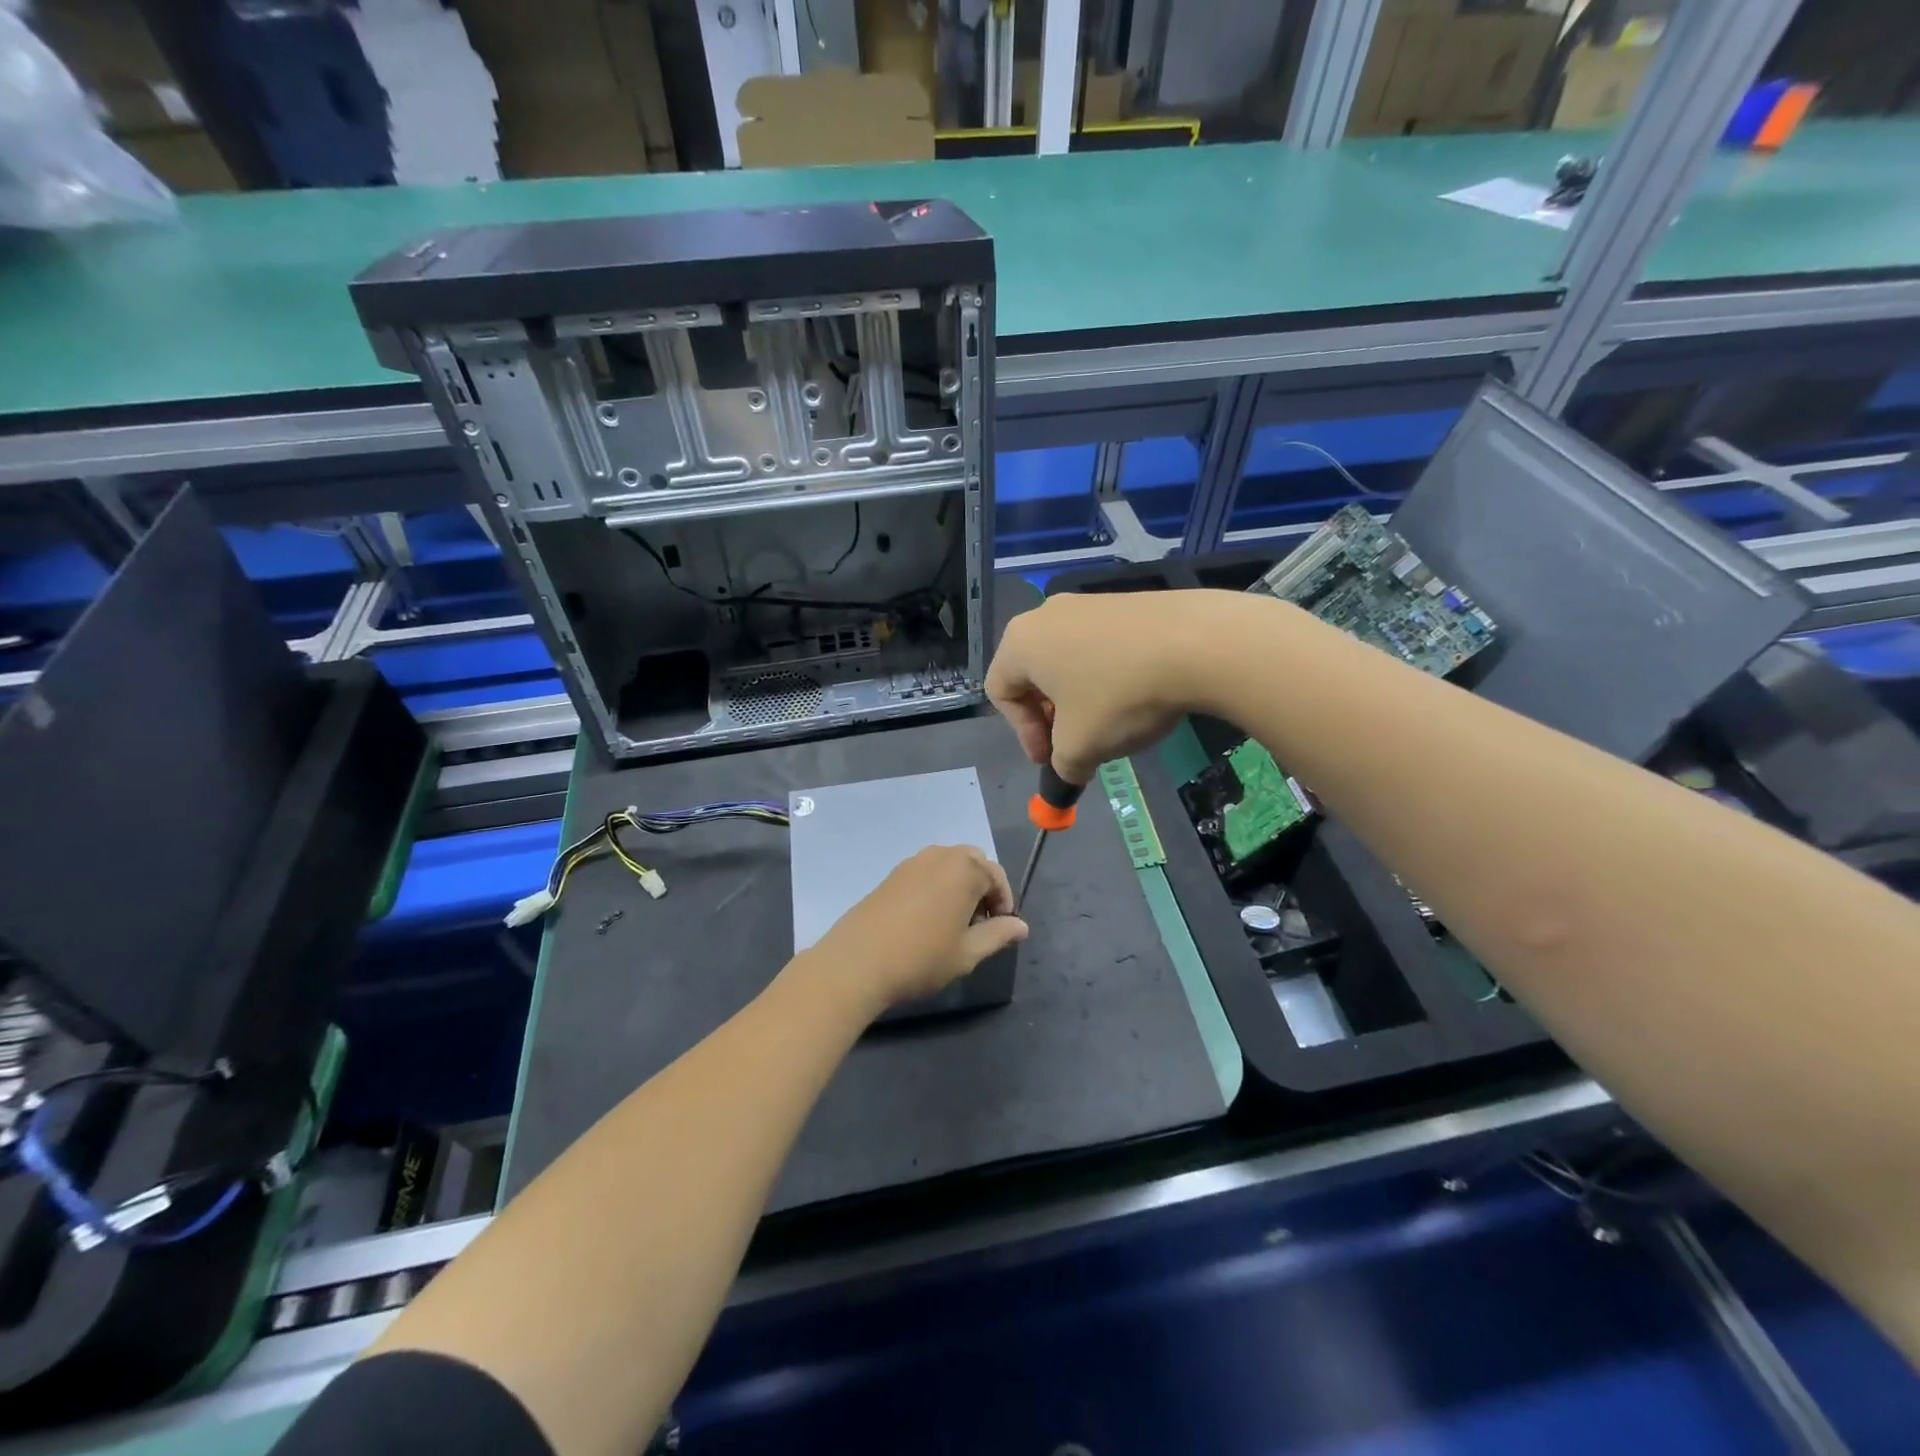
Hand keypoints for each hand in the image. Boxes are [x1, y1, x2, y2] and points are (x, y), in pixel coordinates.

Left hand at [797, 846, 1027, 1015]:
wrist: (858, 961)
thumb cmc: (922, 957)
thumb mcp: (968, 952)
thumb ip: (999, 934)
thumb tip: (1021, 926)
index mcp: (965, 869)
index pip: (997, 877)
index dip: (1004, 903)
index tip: (1000, 929)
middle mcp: (941, 855)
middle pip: (974, 863)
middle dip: (983, 889)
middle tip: (979, 924)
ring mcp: (913, 862)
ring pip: (949, 866)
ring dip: (960, 886)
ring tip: (954, 923)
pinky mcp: (893, 874)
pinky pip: (927, 872)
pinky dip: (937, 887)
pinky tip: (928, 919)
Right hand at [987, 590, 1234, 783]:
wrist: (1197, 643)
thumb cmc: (1119, 696)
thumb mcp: (1080, 747)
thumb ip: (1063, 765)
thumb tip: (1070, 768)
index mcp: (1021, 642)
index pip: (1001, 693)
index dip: (1023, 734)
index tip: (1053, 759)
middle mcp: (1046, 614)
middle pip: (1034, 675)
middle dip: (1051, 718)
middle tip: (1076, 745)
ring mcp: (1088, 603)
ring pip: (1069, 661)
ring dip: (1080, 700)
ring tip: (1110, 725)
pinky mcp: (1126, 603)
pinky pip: (1101, 647)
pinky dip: (1108, 677)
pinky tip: (1137, 696)